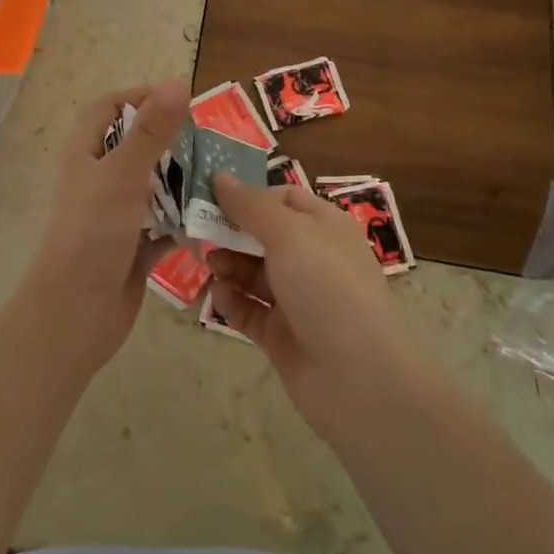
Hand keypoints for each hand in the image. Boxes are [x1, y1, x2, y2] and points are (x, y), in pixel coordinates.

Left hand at [23, 80, 190, 376]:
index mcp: (87, 153)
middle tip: (212, 142)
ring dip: (184, 182)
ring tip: (221, 177)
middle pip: (138, 146)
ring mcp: (116, 214)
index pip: (110, 107)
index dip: (141, 97)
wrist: (76, 313)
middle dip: (173, 142)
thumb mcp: (123, 174)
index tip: (181, 101)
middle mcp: (99, 178)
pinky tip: (215, 219)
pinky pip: (165, 224)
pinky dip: (185, 221)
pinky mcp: (134, 246)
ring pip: (155, 186)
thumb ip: (152, 130)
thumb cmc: (93, 233)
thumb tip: (178, 81)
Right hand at [209, 175, 424, 432]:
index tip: (210, 194)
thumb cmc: (326, 288)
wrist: (357, 377)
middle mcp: (312, 258)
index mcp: (324, 227)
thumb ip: (251, 205)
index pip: (283, 198)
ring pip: (253, 272)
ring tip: (208, 264)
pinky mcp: (281, 334)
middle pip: (263, 235)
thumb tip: (220, 176)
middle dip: (231, 231)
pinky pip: (249, 310)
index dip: (249, 194)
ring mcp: (297, 299)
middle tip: (196, 228)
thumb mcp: (289, 234)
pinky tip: (218, 295)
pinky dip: (232, 300)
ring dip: (228, 265)